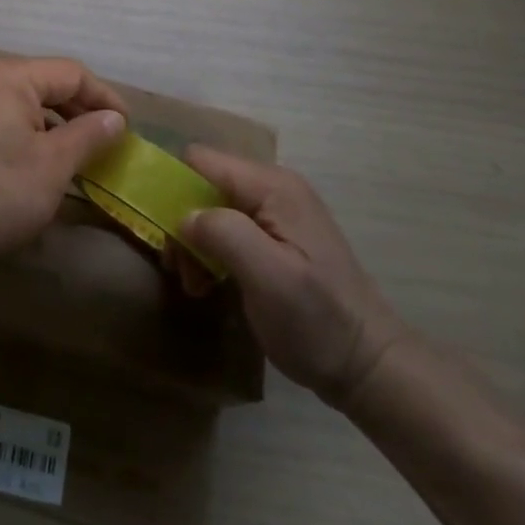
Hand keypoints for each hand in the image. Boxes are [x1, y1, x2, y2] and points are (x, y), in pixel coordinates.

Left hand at [0, 57, 126, 267]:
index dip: (105, 97)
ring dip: (54, 125)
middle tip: (108, 140)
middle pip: (44, 84)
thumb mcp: (54, 163)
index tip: (128, 128)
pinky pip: (2, 121)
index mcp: (9, 77)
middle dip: (79, 110)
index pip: (70, 73)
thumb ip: (89, 134)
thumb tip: (115, 119)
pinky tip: (40, 164)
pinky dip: (28, 136)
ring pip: (22, 104)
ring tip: (79, 154)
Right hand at [177, 147, 409, 409]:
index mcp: (272, 187)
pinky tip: (209, 284)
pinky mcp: (271, 239)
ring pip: (208, 209)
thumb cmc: (316, 320)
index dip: (172, 184)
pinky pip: (224, 230)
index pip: (200, 159)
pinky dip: (208, 254)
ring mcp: (273, 214)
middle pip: (201, 184)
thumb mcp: (268, 276)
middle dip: (182, 222)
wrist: (366, 365)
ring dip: (193, 244)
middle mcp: (271, 189)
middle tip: (181, 268)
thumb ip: (223, 232)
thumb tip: (183, 215)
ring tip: (195, 283)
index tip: (159, 227)